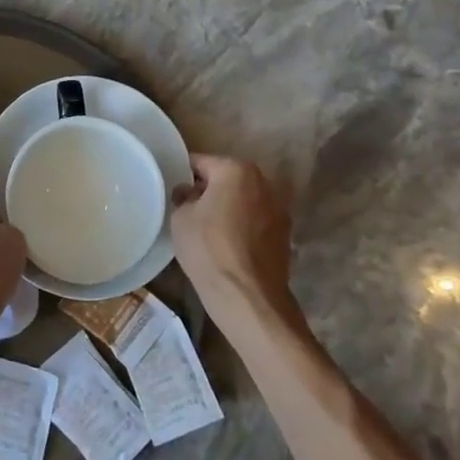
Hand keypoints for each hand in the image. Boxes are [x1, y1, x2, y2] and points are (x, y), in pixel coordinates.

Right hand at [171, 154, 294, 327]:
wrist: (248, 297)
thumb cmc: (208, 249)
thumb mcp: (180, 218)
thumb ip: (183, 196)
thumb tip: (190, 193)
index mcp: (236, 169)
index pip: (200, 162)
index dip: (183, 175)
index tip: (173, 190)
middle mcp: (264, 181)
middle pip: (226, 178)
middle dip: (209, 189)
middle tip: (189, 209)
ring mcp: (279, 208)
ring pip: (244, 199)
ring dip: (229, 207)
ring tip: (210, 228)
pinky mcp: (286, 234)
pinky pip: (256, 220)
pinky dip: (244, 225)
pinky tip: (229, 244)